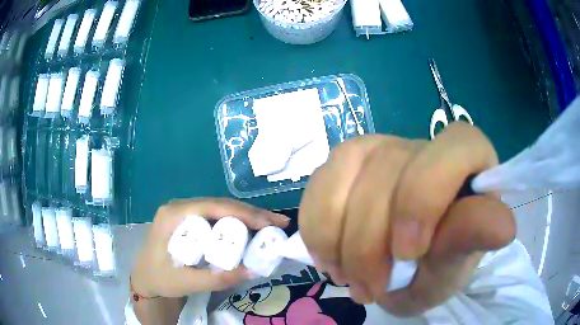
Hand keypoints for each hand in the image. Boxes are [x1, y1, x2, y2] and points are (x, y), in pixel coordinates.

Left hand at [131, 198, 289, 297]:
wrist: (145, 280)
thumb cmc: (160, 279)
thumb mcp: (186, 282)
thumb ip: (217, 279)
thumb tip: (254, 270)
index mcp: (173, 215)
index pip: (214, 207)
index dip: (245, 213)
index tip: (270, 224)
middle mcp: (179, 207)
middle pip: (220, 204)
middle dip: (252, 213)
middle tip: (279, 223)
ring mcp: (183, 212)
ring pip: (220, 208)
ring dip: (247, 216)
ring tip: (271, 226)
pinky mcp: (188, 220)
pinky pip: (216, 216)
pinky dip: (236, 222)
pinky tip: (251, 230)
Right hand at [299, 123, 514, 315]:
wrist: (404, 270)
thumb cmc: (440, 266)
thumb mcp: (456, 264)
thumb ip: (472, 240)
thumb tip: (504, 227)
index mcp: (467, 159)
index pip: (455, 147)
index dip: (426, 196)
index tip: (408, 252)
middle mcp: (422, 144)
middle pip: (387, 172)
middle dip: (370, 244)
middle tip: (370, 289)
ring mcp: (378, 148)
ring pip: (342, 175)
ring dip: (338, 240)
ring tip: (348, 277)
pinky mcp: (344, 163)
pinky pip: (316, 186)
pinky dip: (317, 229)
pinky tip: (330, 256)